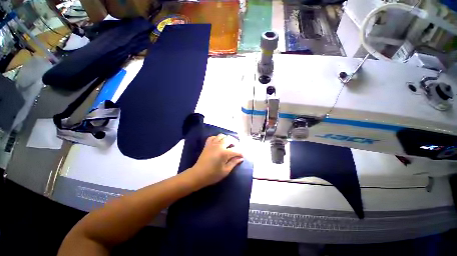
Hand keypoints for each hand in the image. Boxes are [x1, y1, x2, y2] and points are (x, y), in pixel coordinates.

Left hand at [188, 134, 243, 187]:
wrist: (198, 174)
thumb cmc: (213, 175)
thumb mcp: (225, 171)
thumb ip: (234, 163)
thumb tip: (241, 158)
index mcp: (224, 153)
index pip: (236, 150)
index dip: (241, 153)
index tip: (242, 156)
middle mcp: (219, 146)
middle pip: (230, 139)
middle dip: (235, 143)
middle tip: (237, 148)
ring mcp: (212, 144)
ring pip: (222, 135)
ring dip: (227, 138)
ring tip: (229, 144)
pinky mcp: (207, 144)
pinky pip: (213, 137)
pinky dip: (217, 138)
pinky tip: (219, 142)